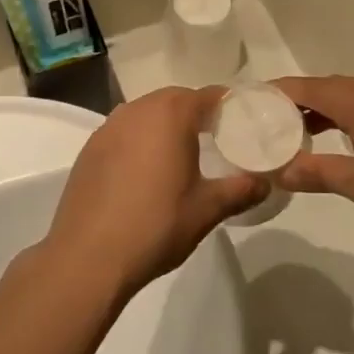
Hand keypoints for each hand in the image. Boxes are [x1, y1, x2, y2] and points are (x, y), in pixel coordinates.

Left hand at [43, 88, 266, 300]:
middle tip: (217, 140)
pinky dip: (140, 141)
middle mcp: (138, 109)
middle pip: (176, 99)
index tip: (244, 124)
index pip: (209, 96)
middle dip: (197, 114)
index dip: (229, 106)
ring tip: (182, 156)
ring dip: (166, 126)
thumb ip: (240, 190)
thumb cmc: (156, 226)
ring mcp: (108, 127)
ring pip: (147, 114)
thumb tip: (265, 183)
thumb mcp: (207, 210)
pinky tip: (146, 172)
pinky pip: (124, 132)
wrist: (87, 257)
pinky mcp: (89, 149)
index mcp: (170, 114)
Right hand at [272, 76, 353, 252]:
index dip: (283, 91)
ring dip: (328, 111)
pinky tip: (343, 143)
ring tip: (299, 132)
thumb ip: (318, 172)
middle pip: (334, 88)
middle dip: (302, 101)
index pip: (314, 87)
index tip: (254, 98)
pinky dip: (350, 119)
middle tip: (271, 119)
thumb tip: (281, 171)